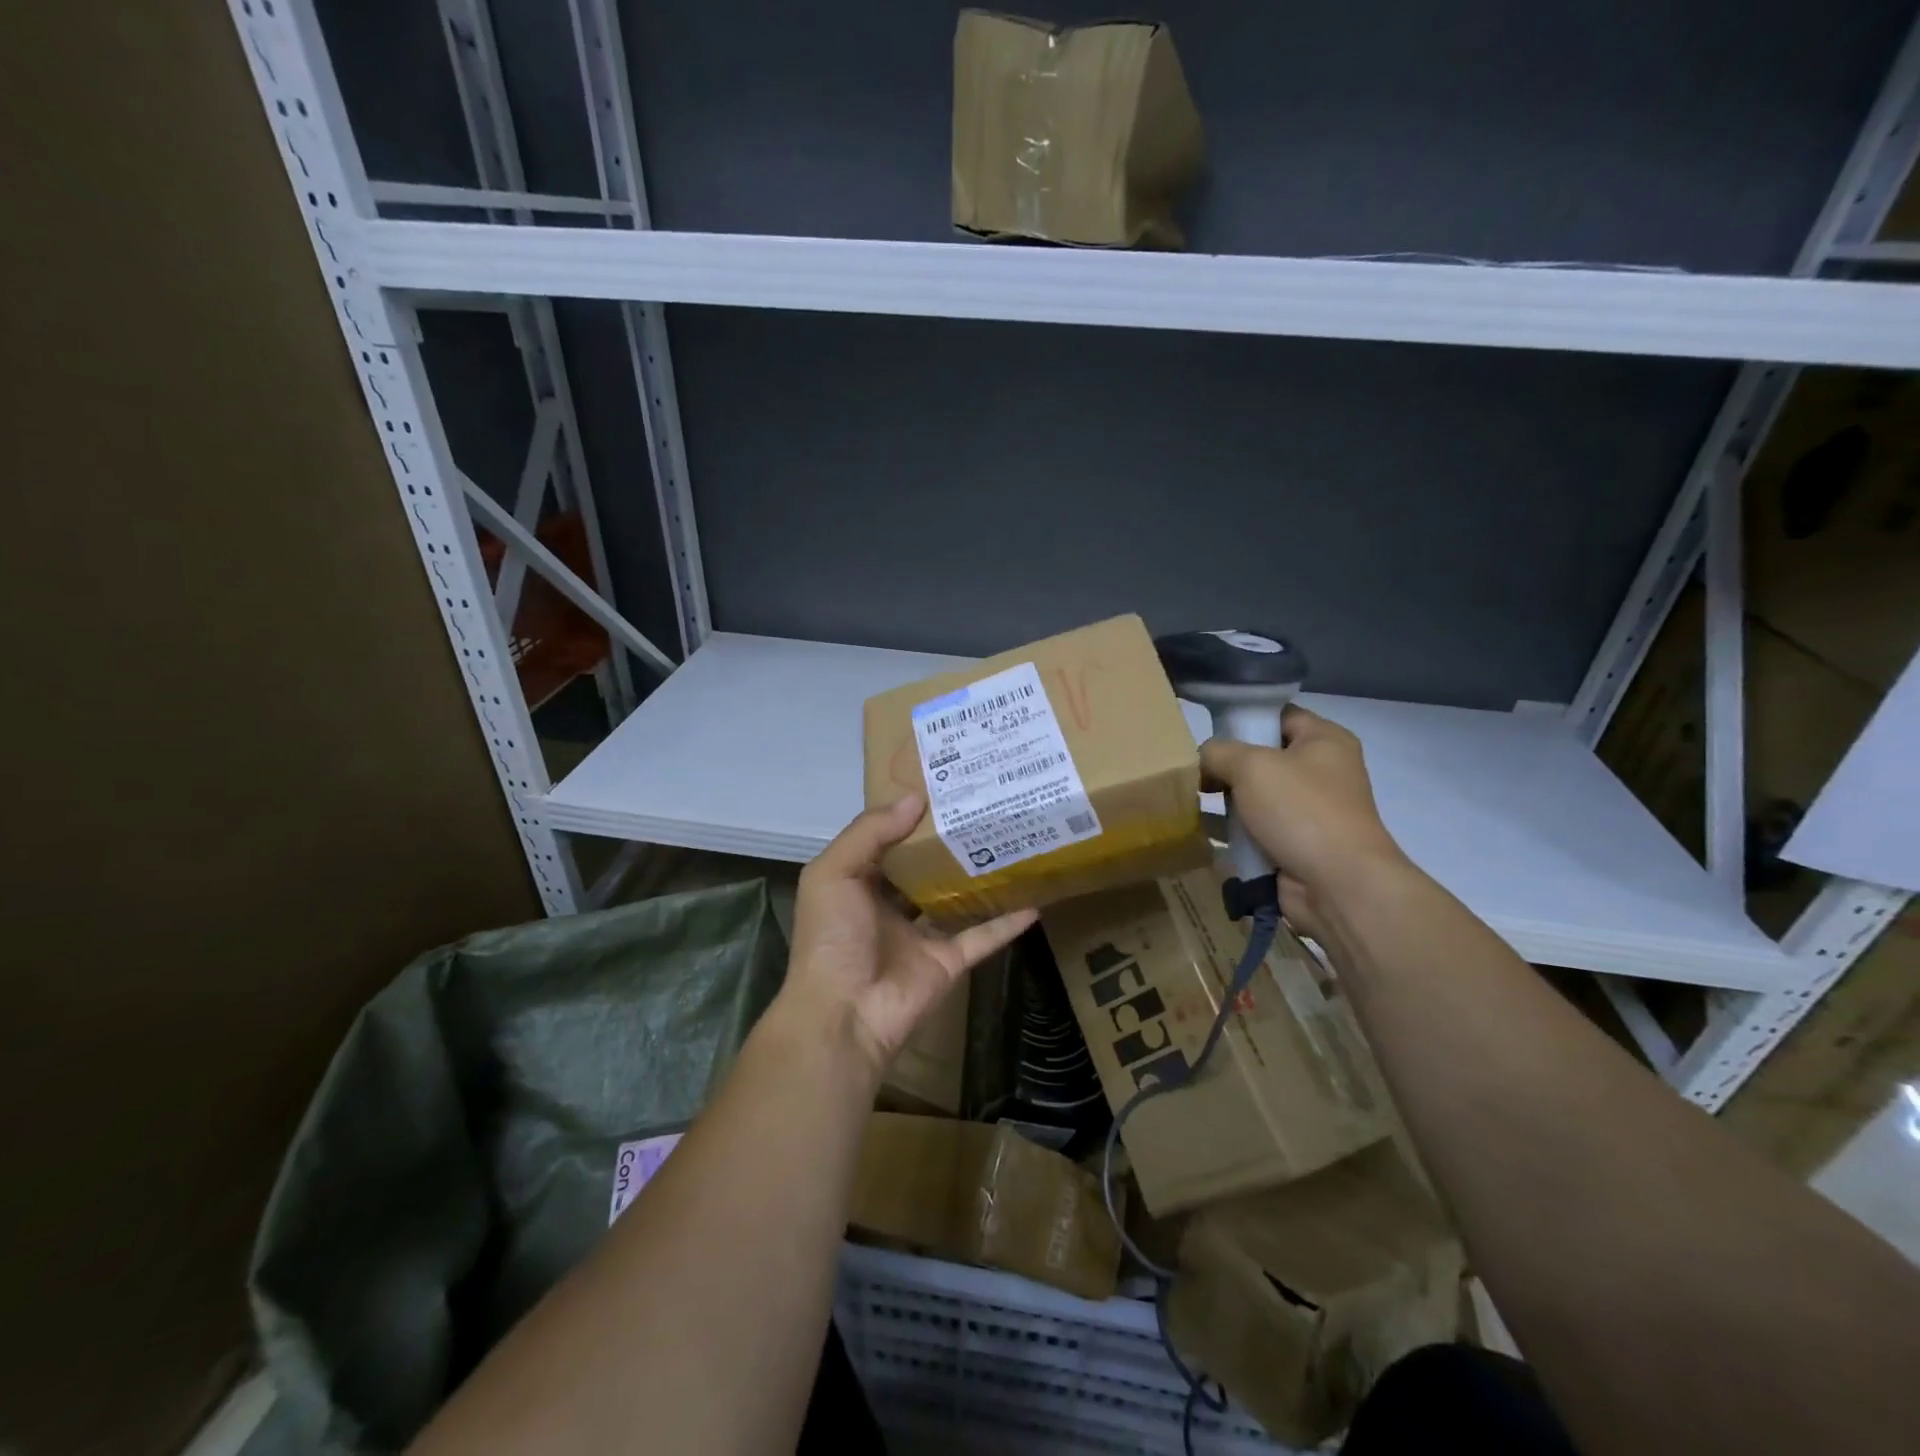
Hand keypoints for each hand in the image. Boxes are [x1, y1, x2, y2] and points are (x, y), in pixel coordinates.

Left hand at [778, 793, 1037, 1084]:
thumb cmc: (831, 937)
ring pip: (956, 899)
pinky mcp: (948, 962)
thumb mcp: (833, 873)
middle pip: (924, 867)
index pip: (886, 841)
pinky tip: (1034, 902)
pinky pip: (982, 937)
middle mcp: (889, 906)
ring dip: (979, 878)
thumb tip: (915, 798)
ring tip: (1010, 844)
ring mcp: (921, 936)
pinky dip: (1007, 924)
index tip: (941, 788)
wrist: (845, 1014)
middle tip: (983, 808)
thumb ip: (870, 832)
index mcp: (859, 883)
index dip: (908, 816)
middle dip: (947, 842)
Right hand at [1201, 706, 1408, 939]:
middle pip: (1263, 756)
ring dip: (1227, 801)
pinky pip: (1257, 829)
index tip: (1207, 732)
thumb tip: (1204, 761)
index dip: (1243, 719)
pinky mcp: (1297, 844)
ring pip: (1257, 795)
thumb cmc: (1300, 810)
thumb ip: (1218, 752)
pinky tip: (1204, 831)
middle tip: (1195, 772)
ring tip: (1192, 801)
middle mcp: (1322, 771)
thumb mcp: (1250, 765)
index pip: (1278, 715)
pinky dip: (1233, 831)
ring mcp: (1311, 810)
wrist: (1338, 885)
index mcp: (1325, 740)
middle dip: (1227, 765)